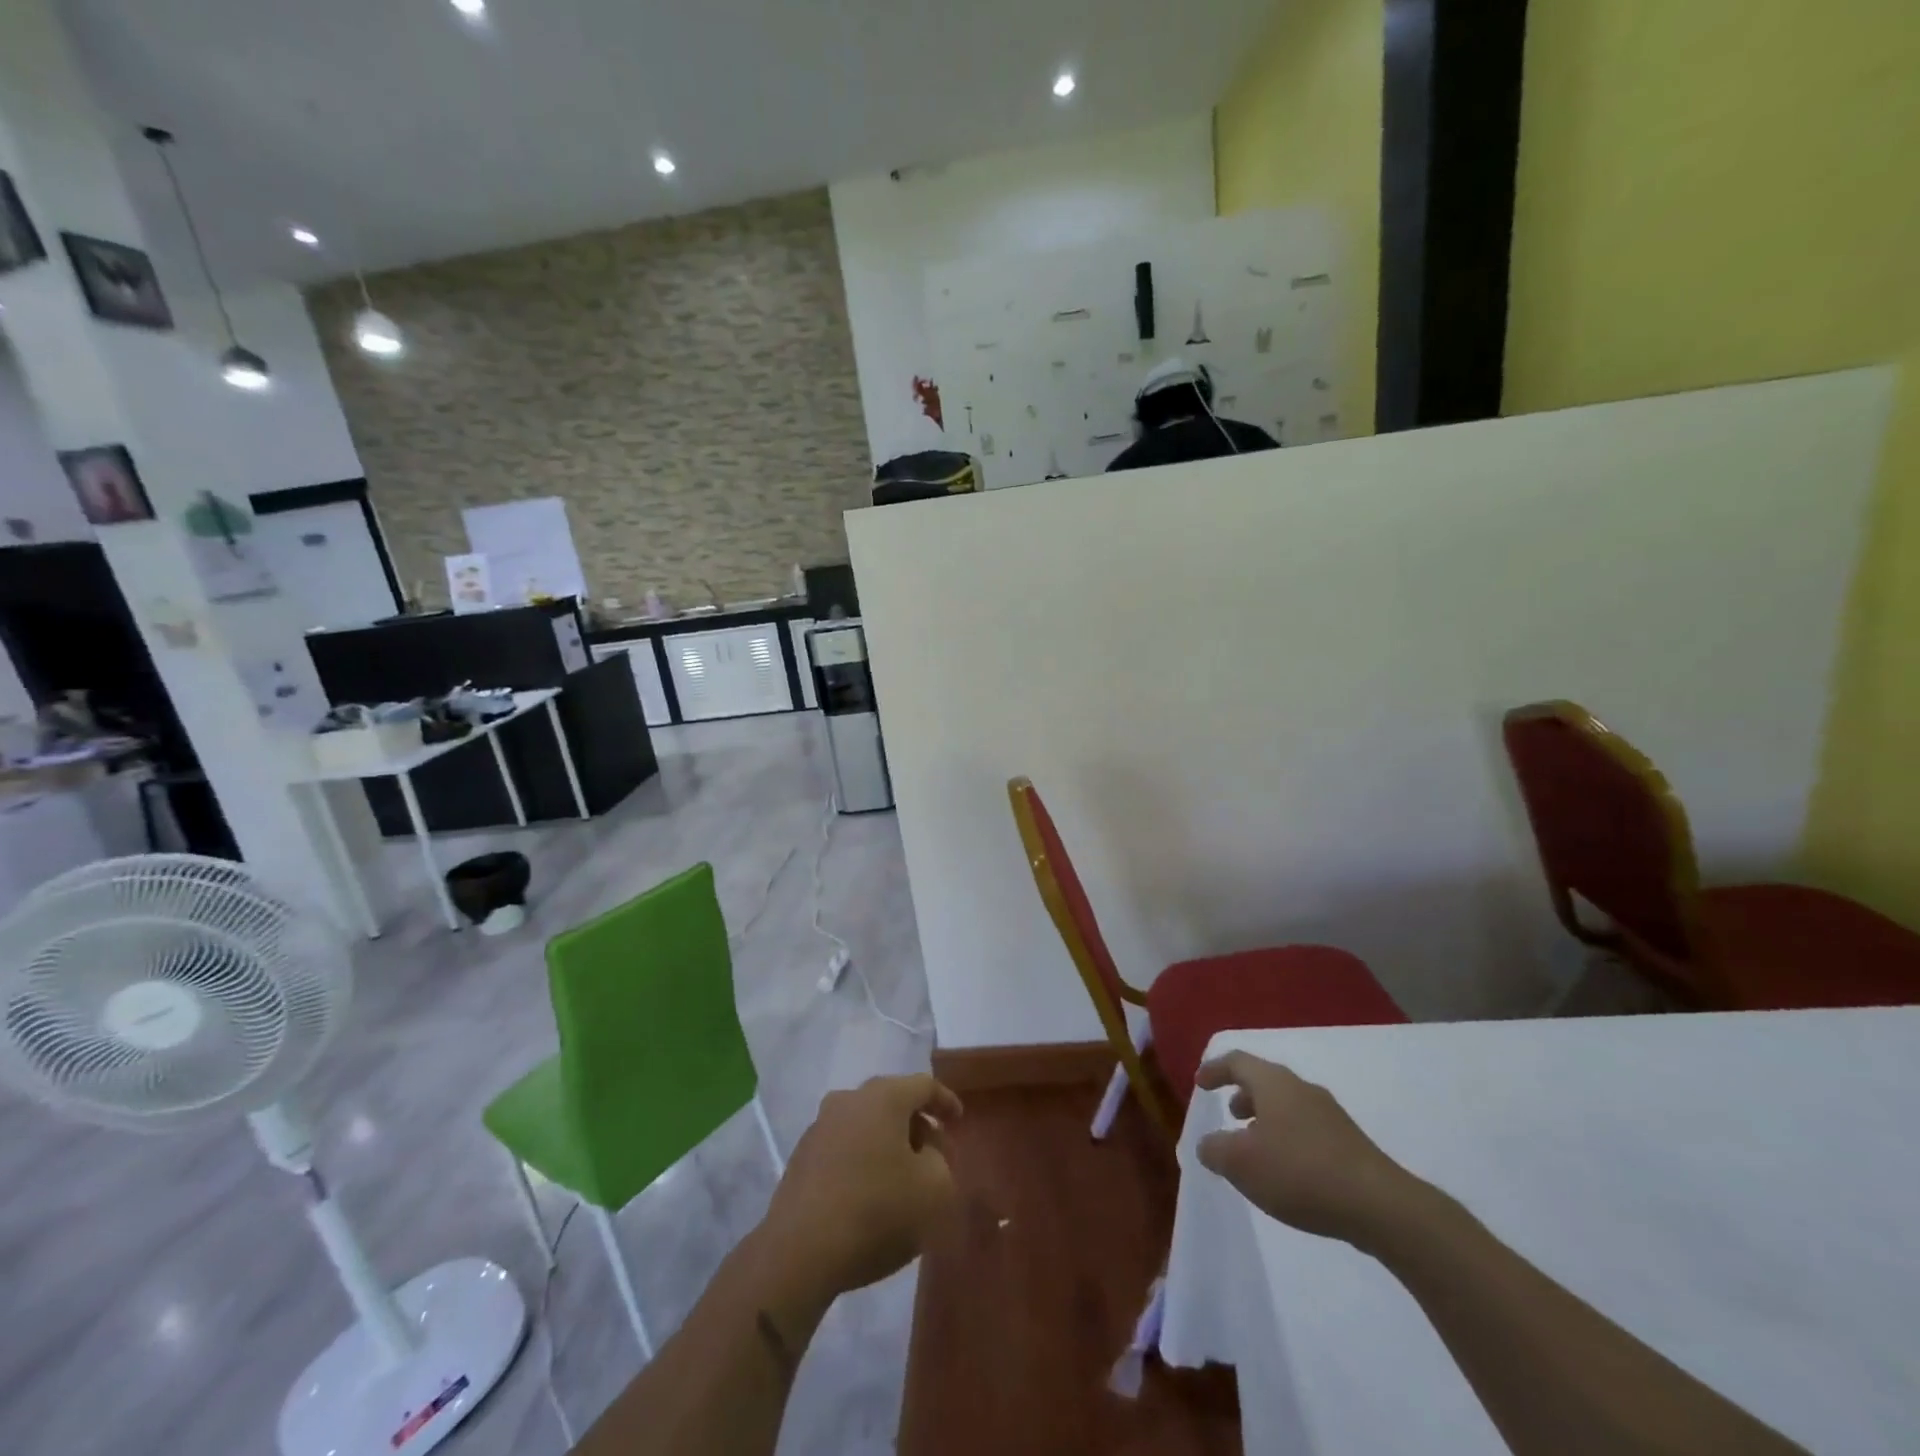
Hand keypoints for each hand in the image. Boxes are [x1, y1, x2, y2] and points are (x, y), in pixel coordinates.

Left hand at [760, 1074, 962, 1300]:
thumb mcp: (934, 1189)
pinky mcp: (802, 1158)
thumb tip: (925, 1152)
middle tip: (936, 1153)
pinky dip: (864, 1160)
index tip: (959, 1120)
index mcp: (883, 1097)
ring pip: (867, 1124)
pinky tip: (871, 1194)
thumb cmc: (877, 1211)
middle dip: (917, 1124)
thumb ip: (940, 1160)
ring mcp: (820, 1127)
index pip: (923, 1085)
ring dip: (889, 1143)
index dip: (946, 1101)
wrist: (799, 1252)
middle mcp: (848, 1100)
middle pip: (892, 1101)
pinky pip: (845, 1147)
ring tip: (904, 1177)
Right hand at [1195, 1051, 1421, 1249]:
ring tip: (1255, 1145)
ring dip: (1266, 1118)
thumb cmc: (1299, 1172)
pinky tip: (1287, 1169)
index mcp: (1273, 1082)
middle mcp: (1301, 1088)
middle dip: (1243, 1093)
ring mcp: (1330, 1115)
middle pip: (1265, 1080)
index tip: (1200, 1082)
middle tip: (1229, 1112)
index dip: (1215, 1069)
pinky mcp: (1349, 1143)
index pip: (1237, 1061)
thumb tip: (1208, 1144)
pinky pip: (1307, 1128)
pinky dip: (1287, 1137)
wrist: (1379, 1206)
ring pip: (1287, 1105)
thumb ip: (1215, 1150)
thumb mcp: (1241, 1164)